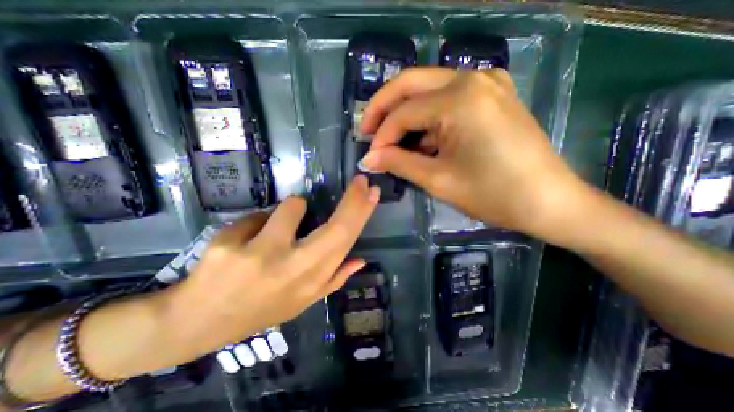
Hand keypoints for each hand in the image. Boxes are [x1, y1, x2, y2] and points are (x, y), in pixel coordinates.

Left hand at [169, 176, 381, 355]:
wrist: (199, 322)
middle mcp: (292, 268)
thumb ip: (334, 279)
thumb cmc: (260, 309)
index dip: (361, 214)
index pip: (345, 241)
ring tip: (275, 229)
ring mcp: (260, 255)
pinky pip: (258, 215)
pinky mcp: (228, 244)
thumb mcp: (302, 301)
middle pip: (334, 227)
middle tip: (360, 182)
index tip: (372, 192)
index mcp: (311, 281)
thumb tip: (360, 260)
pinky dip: (259, 222)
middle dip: (352, 200)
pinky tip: (245, 241)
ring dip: (291, 209)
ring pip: (292, 207)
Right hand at [360, 67, 589, 237]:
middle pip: (410, 83)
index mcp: (459, 99)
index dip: (381, 136)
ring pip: (427, 88)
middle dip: (383, 108)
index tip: (370, 157)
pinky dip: (427, 116)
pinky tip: (421, 139)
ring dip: (405, 113)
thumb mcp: (438, 180)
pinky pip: (446, 97)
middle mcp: (472, 78)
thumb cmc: (493, 194)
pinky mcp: (492, 95)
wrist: (548, 201)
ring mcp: (486, 82)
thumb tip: (369, 158)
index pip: (403, 113)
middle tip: (367, 130)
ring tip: (391, 141)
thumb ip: (398, 163)